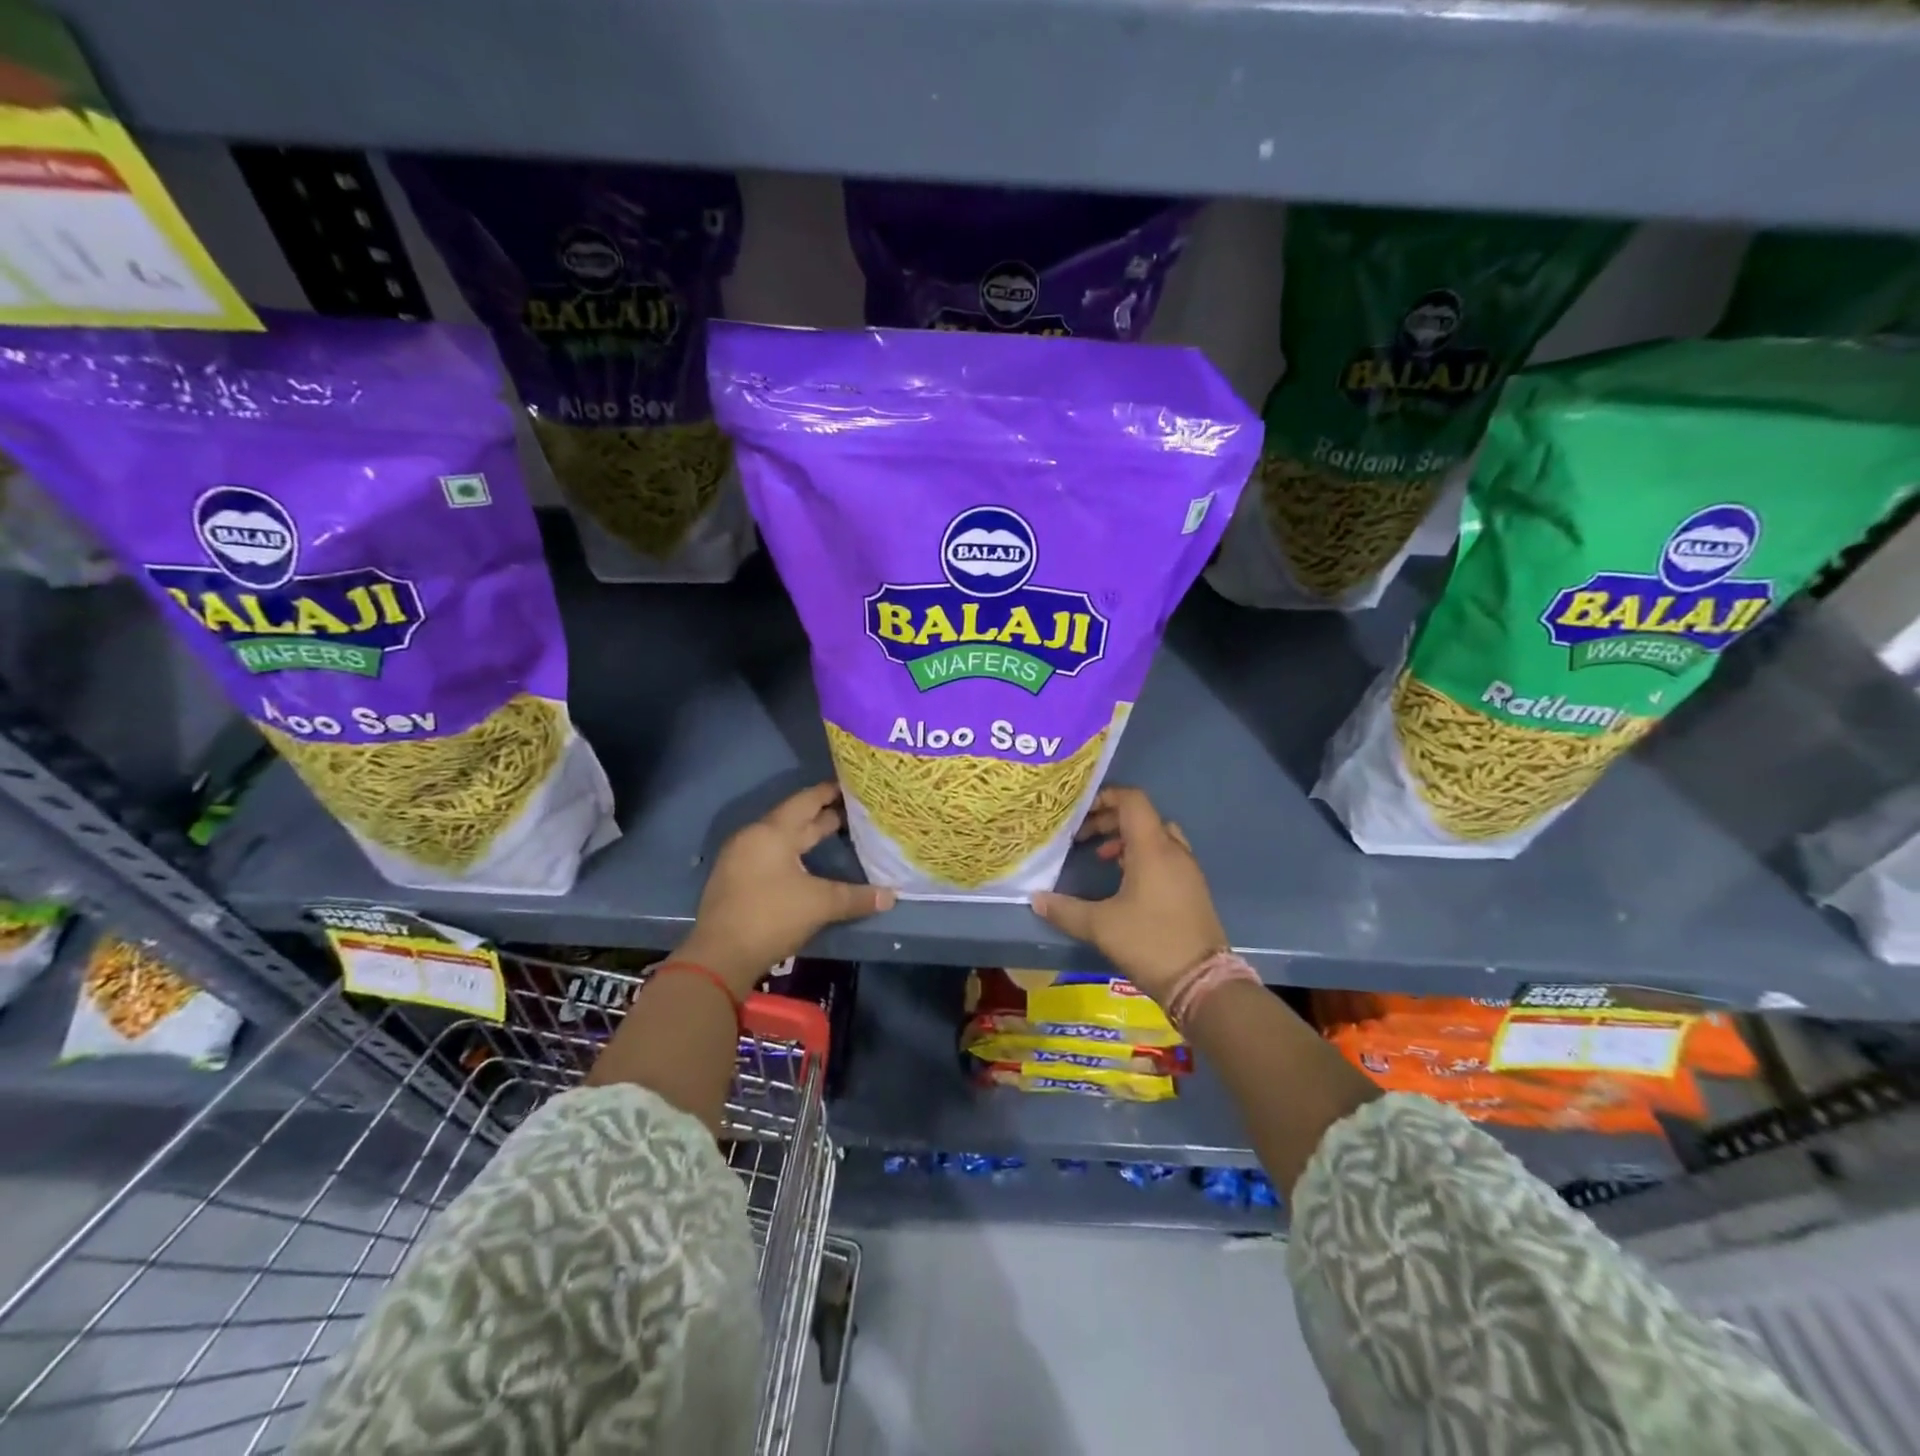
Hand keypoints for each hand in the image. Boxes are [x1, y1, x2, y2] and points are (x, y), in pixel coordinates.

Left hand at [676, 783, 894, 996]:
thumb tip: (891, 897)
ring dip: (807, 837)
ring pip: (782, 840)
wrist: (720, 957)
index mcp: (772, 832)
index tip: (851, 786)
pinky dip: (793, 855)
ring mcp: (741, 859)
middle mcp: (754, 838)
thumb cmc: (772, 916)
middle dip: (823, 816)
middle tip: (853, 812)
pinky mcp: (736, 881)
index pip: (805, 801)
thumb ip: (856, 897)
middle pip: (794, 820)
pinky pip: (771, 856)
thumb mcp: (820, 904)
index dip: (829, 792)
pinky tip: (808, 865)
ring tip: (836, 835)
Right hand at [1029, 786, 1226, 1003]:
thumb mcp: (1100, 926)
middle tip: (1083, 838)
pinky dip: (1143, 856)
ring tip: (1102, 858)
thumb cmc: (1149, 943)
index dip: (1106, 797)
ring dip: (1128, 839)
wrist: (1201, 983)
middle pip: (1142, 817)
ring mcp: (1187, 870)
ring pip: (1156, 837)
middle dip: (1110, 821)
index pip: (1133, 800)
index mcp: (1153, 848)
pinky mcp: (1192, 889)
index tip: (1080, 813)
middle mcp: (1174, 851)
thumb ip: (1065, 909)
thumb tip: (1036, 898)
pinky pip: (1166, 856)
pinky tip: (1125, 882)